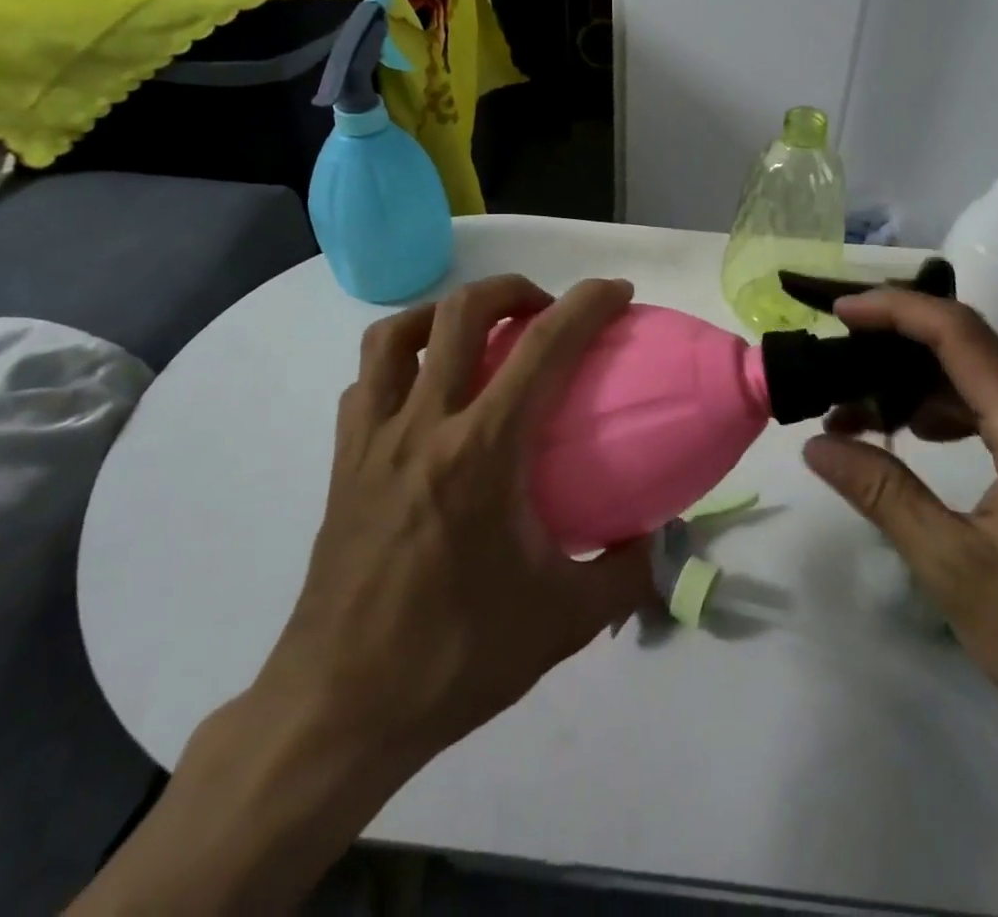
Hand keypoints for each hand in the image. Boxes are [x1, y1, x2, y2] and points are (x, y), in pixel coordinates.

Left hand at [74, 275, 655, 914]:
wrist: (338, 709)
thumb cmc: (454, 658)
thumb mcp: (563, 622)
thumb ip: (625, 574)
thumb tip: (658, 541)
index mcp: (483, 451)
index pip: (544, 347)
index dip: (587, 304)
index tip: (618, 292)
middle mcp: (424, 425)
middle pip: (461, 311)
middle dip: (512, 289)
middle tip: (545, 310)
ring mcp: (373, 439)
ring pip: (396, 332)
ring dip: (445, 312)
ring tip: (477, 332)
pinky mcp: (343, 461)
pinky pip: (366, 380)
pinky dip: (399, 360)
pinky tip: (424, 390)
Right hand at [808, 291, 997, 916]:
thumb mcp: (954, 567)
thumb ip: (882, 492)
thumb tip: (815, 445)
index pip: (958, 333)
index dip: (894, 309)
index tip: (840, 311)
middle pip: (970, 354)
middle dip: (896, 356)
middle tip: (834, 375)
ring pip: (986, 388)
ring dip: (921, 393)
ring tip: (861, 417)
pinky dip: (954, 418)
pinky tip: (918, 443)